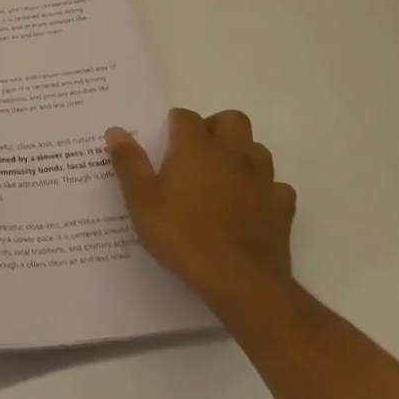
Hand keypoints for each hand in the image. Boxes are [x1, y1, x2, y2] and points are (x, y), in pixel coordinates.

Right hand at [106, 109, 295, 314]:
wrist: (239, 281)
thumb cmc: (182, 235)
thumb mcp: (141, 200)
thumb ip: (129, 162)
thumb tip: (116, 130)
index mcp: (196, 148)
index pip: (186, 117)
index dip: (173, 124)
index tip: (163, 142)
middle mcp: (233, 154)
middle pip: (232, 120)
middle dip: (214, 127)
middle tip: (195, 152)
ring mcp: (262, 180)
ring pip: (258, 149)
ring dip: (241, 154)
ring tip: (221, 176)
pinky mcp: (282, 208)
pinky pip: (276, 186)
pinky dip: (263, 189)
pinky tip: (249, 205)